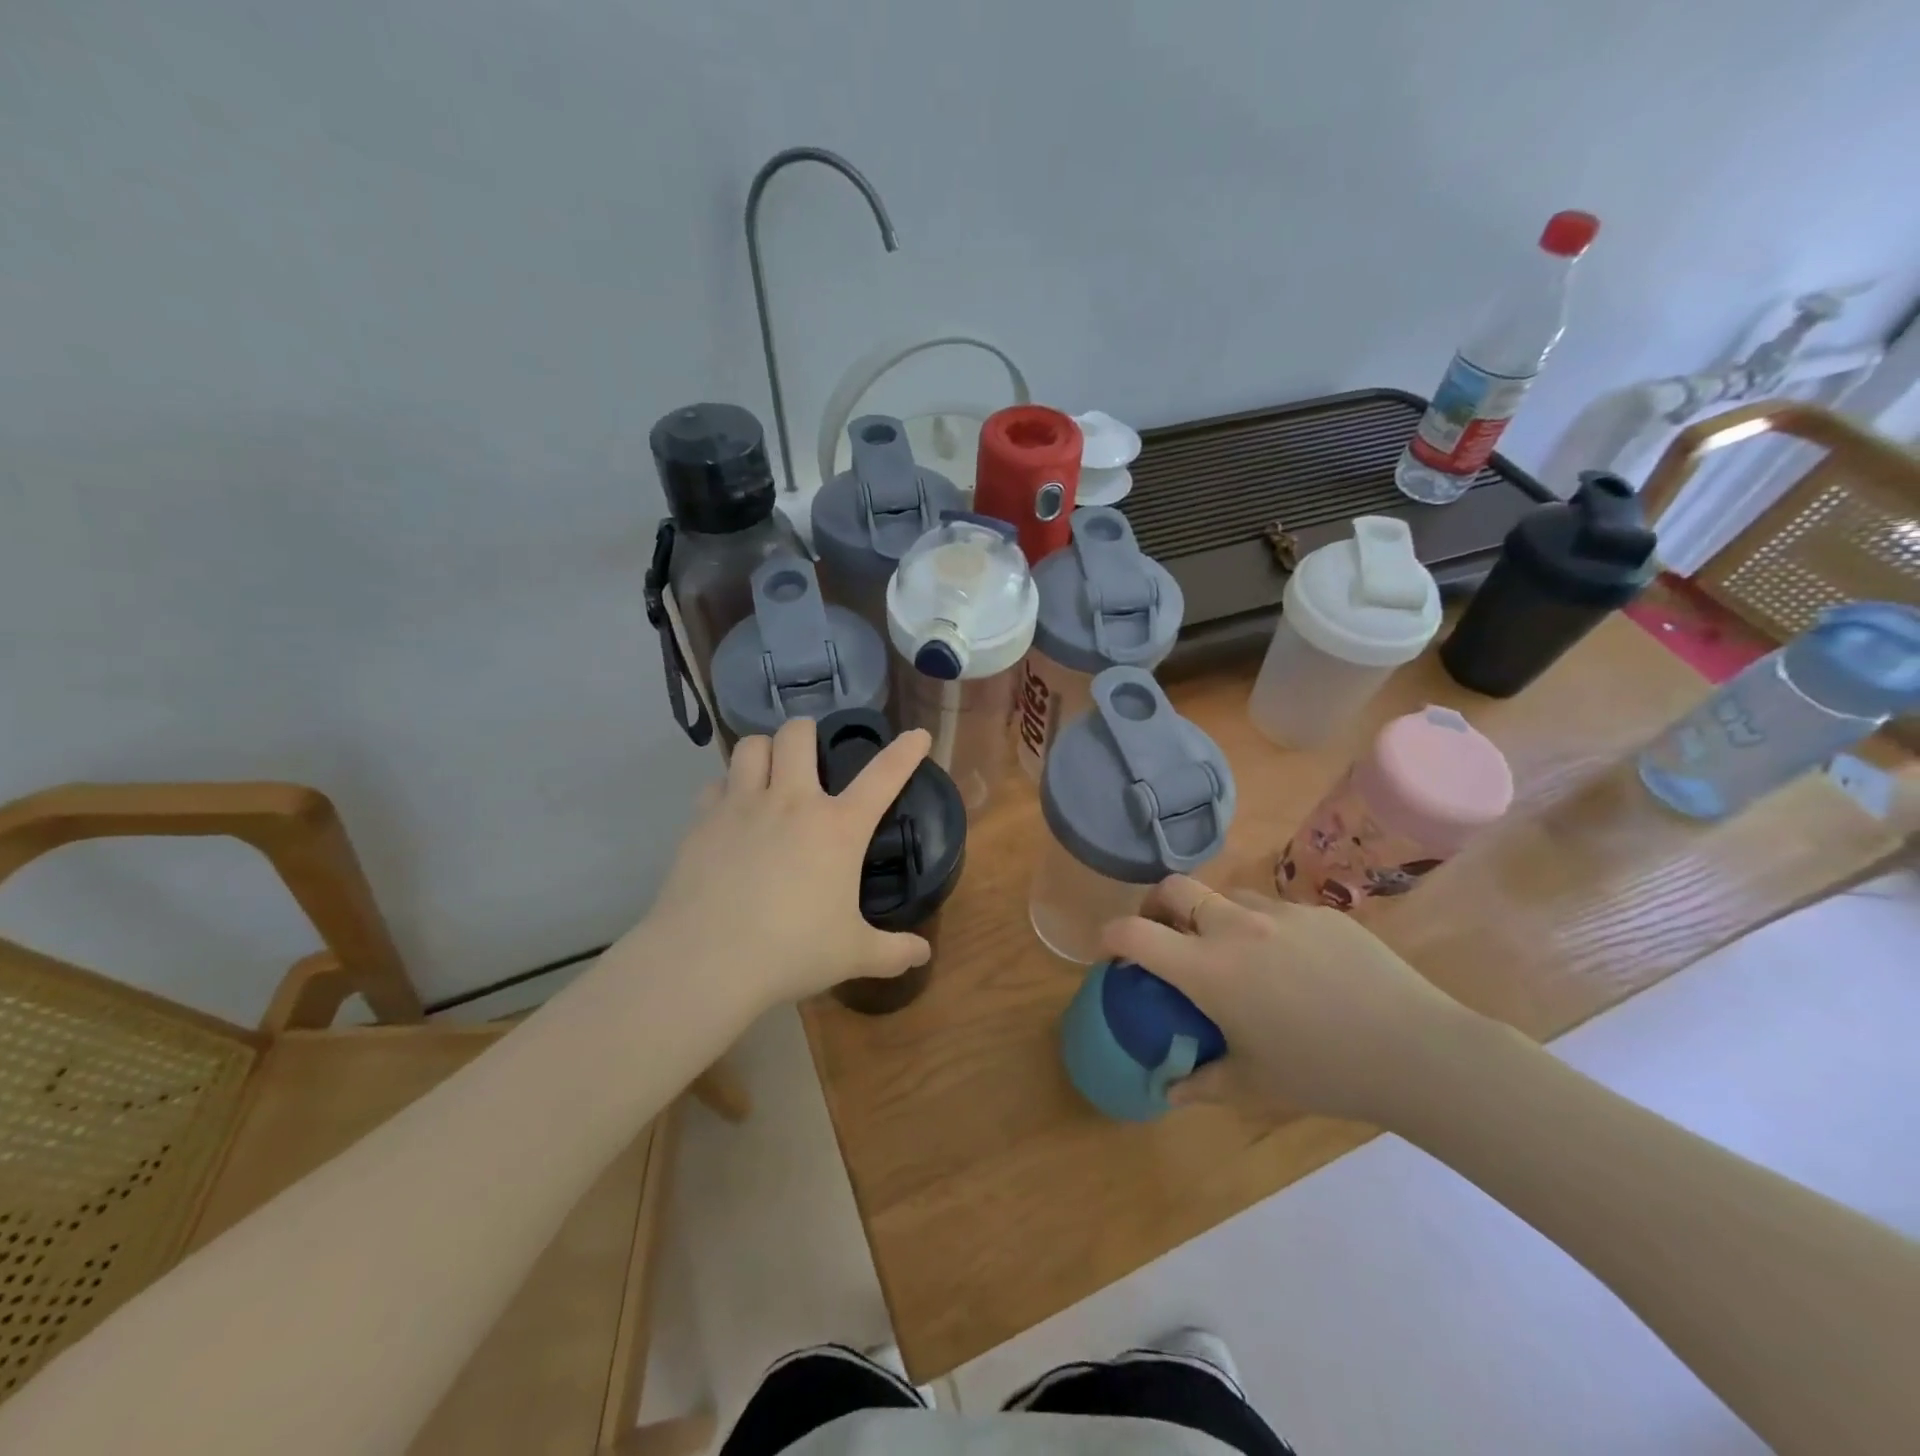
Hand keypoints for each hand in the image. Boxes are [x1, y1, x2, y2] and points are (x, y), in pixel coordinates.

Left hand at [641, 719, 935, 1012]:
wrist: (706, 962)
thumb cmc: (791, 953)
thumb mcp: (852, 955)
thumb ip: (893, 952)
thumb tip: (923, 955)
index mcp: (838, 828)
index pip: (883, 775)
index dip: (905, 751)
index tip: (917, 735)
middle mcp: (791, 803)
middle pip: (798, 734)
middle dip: (807, 732)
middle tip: (810, 752)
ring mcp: (741, 806)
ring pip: (750, 746)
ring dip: (764, 750)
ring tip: (769, 770)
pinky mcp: (702, 821)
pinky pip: (715, 784)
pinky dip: (727, 788)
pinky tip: (730, 811)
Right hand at [1103, 876, 1484, 1125]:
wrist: (1415, 1049)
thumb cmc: (1323, 1071)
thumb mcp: (1254, 1086)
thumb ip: (1202, 1083)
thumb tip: (1170, 1089)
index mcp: (1208, 968)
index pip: (1134, 932)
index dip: (1111, 936)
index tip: (1112, 952)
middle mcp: (1234, 927)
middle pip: (1173, 888)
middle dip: (1155, 905)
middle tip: (1164, 934)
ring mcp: (1278, 912)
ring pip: (1224, 894)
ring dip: (1211, 914)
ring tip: (1231, 951)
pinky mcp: (1317, 911)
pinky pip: (1273, 908)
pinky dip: (1261, 926)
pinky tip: (1292, 965)